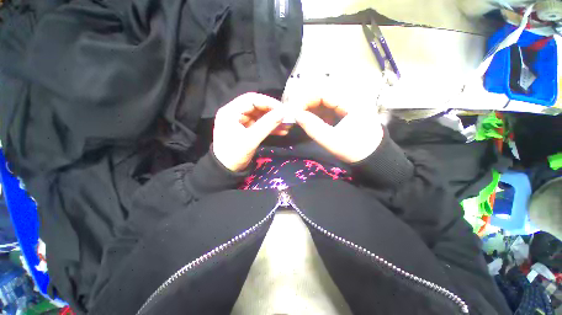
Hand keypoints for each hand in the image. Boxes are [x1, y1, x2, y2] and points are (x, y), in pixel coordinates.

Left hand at [213, 93, 288, 171]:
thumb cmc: (234, 154)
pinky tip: (281, 131)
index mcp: (230, 111)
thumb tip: (284, 112)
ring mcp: (240, 122)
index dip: (269, 102)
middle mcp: (234, 113)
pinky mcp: (246, 130)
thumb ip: (267, 125)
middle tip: (287, 117)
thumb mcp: (251, 139)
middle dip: (273, 112)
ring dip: (273, 120)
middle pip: (257, 107)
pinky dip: (270, 127)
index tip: (283, 109)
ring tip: (287, 126)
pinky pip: (259, 125)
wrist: (225, 171)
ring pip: (260, 116)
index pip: (251, 99)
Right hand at [294, 97, 382, 163]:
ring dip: (311, 109)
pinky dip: (318, 114)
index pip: (323, 92)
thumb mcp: (331, 140)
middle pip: (323, 95)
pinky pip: (328, 108)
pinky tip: (312, 121)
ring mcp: (348, 104)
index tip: (294, 111)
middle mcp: (350, 98)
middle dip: (307, 104)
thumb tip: (296, 114)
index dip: (305, 100)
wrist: (372, 157)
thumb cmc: (354, 150)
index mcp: (351, 102)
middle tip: (296, 115)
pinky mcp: (345, 111)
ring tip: (302, 119)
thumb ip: (312, 127)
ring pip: (324, 101)